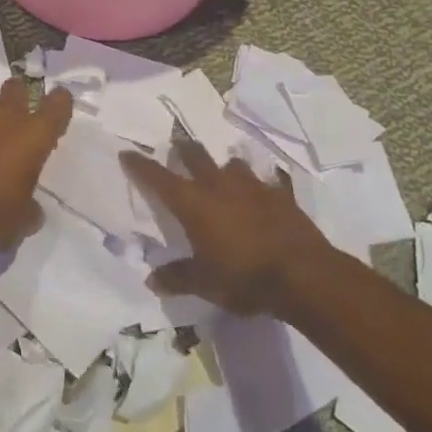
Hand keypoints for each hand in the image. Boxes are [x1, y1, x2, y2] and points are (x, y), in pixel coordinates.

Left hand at [0, 78, 74, 253]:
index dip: (60, 104)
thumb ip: (31, 208)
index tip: (60, 110)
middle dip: (21, 95)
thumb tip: (29, 209)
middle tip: (24, 116)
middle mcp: (3, 121)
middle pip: (15, 89)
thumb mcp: (23, 220)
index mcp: (32, 135)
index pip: (57, 104)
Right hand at [121, 141, 339, 314]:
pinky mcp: (281, 196)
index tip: (127, 153)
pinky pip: (268, 182)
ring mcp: (252, 187)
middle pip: (195, 156)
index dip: (141, 165)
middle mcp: (218, 186)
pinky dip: (262, 185)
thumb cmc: (244, 278)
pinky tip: (265, 193)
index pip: (158, 178)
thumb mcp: (205, 284)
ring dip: (224, 167)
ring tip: (223, 173)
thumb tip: (152, 280)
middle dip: (183, 150)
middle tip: (177, 147)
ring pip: (232, 164)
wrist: (304, 275)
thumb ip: (178, 277)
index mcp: (193, 203)